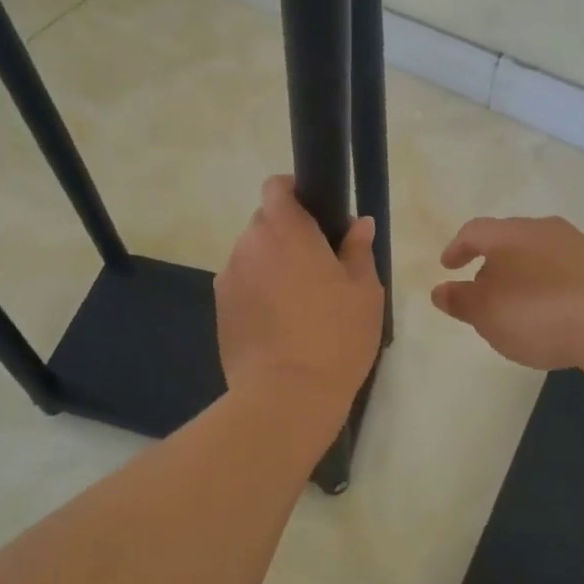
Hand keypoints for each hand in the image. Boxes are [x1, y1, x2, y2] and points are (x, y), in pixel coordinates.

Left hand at [216, 176, 383, 413]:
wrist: (286, 396)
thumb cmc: (335, 336)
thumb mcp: (364, 291)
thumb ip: (358, 249)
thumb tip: (358, 224)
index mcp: (286, 231)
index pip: (276, 187)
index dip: (294, 192)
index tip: (316, 213)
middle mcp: (249, 245)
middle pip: (264, 221)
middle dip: (286, 233)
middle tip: (317, 264)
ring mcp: (229, 277)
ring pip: (251, 254)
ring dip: (271, 263)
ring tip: (297, 300)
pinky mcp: (219, 308)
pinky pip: (241, 283)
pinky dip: (257, 290)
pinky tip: (278, 323)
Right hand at [432, 215, 583, 372]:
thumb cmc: (539, 314)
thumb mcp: (487, 314)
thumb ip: (460, 300)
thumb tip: (440, 290)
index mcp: (510, 234)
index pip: (474, 231)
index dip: (458, 248)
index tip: (448, 266)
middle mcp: (546, 229)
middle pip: (511, 239)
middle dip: (494, 262)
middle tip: (485, 289)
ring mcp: (582, 246)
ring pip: (543, 254)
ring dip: (527, 274)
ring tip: (522, 303)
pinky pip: (570, 272)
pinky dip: (556, 286)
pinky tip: (559, 312)